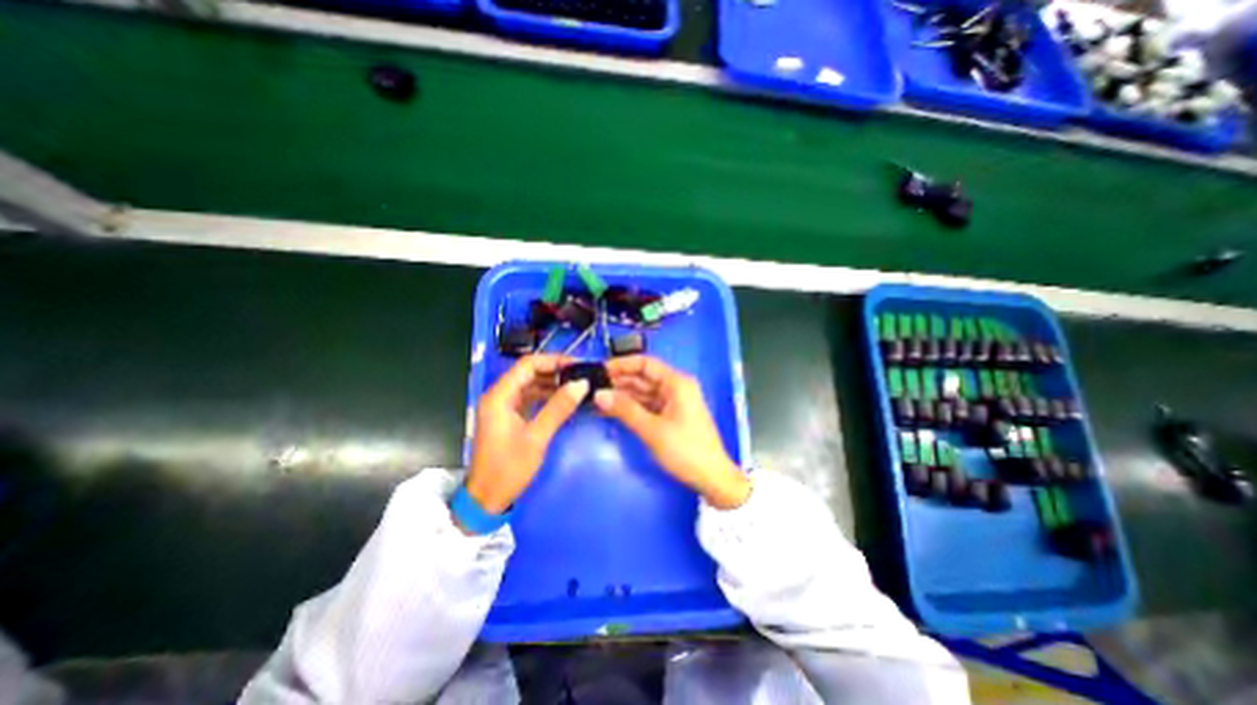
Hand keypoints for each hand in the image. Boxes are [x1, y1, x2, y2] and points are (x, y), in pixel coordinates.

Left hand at [465, 355, 589, 519]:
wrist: (486, 500)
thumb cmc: (508, 468)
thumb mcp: (536, 438)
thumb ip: (558, 408)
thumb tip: (581, 384)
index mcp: (499, 396)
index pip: (527, 365)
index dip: (552, 361)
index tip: (577, 365)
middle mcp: (499, 396)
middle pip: (529, 373)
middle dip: (555, 372)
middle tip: (581, 375)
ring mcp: (503, 407)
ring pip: (530, 386)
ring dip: (552, 384)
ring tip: (577, 386)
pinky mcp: (509, 418)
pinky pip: (530, 399)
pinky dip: (547, 397)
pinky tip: (564, 400)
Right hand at [595, 355, 750, 508]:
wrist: (712, 478)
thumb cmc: (686, 450)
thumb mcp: (652, 430)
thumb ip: (625, 410)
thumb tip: (599, 394)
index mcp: (676, 383)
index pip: (645, 363)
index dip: (622, 364)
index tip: (600, 370)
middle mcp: (676, 387)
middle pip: (643, 377)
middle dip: (619, 381)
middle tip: (593, 387)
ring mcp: (674, 402)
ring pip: (643, 392)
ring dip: (623, 396)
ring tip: (597, 399)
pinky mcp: (671, 415)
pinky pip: (647, 405)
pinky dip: (631, 408)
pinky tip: (612, 411)